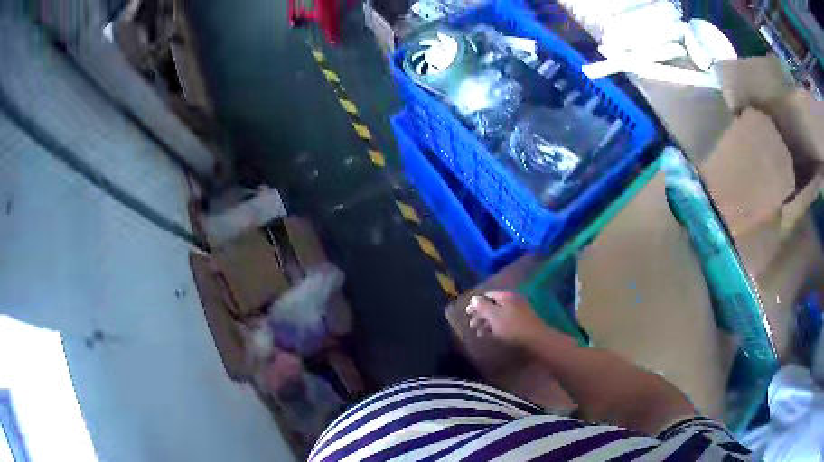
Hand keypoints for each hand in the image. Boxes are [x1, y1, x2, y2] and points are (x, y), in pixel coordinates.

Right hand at [465, 291, 546, 346]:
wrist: (536, 339)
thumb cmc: (512, 327)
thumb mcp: (494, 316)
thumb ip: (482, 306)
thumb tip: (474, 298)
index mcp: (506, 296)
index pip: (487, 295)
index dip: (476, 303)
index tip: (467, 313)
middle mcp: (512, 300)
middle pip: (492, 305)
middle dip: (480, 315)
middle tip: (471, 326)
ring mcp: (518, 311)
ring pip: (498, 314)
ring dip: (487, 323)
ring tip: (479, 334)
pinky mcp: (521, 322)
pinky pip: (505, 322)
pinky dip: (496, 327)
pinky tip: (491, 335)